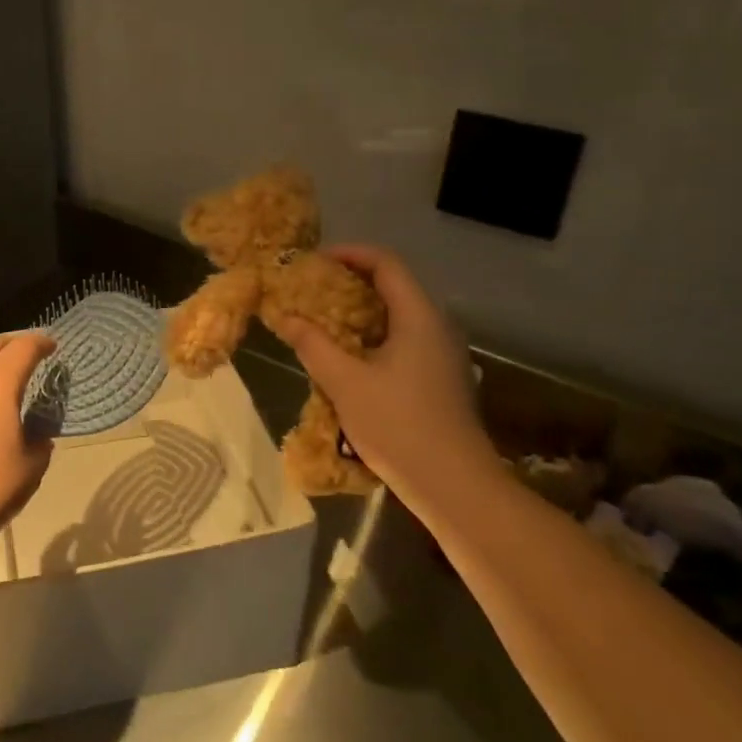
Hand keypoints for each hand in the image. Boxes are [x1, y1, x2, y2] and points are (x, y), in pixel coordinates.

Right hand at [267, 246, 496, 507]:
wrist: (456, 487)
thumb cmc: (399, 426)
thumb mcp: (344, 382)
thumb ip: (313, 344)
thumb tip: (285, 317)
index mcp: (419, 317)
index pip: (386, 263)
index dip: (349, 253)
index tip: (315, 261)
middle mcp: (437, 327)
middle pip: (393, 286)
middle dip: (349, 282)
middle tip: (312, 290)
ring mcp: (443, 355)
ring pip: (398, 316)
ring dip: (359, 312)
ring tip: (322, 321)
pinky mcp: (441, 379)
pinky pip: (403, 340)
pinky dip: (372, 336)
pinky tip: (348, 358)